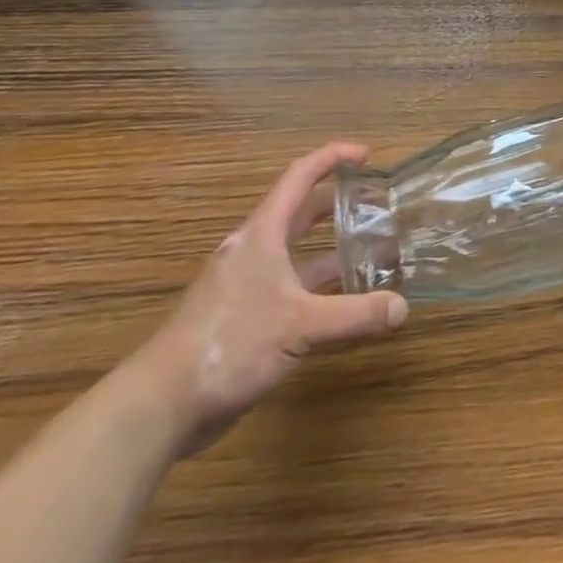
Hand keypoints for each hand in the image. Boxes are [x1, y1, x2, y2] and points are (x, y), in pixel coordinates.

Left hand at [126, 142, 408, 455]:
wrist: (159, 407)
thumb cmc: (229, 344)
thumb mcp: (301, 325)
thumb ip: (356, 315)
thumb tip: (403, 308)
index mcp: (262, 235)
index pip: (300, 177)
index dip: (333, 158)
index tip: (367, 155)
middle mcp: (255, 252)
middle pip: (300, 213)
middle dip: (339, 205)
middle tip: (377, 205)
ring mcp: (247, 286)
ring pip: (298, 254)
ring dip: (333, 251)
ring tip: (374, 252)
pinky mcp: (244, 319)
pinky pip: (292, 288)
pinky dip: (320, 286)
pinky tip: (345, 302)